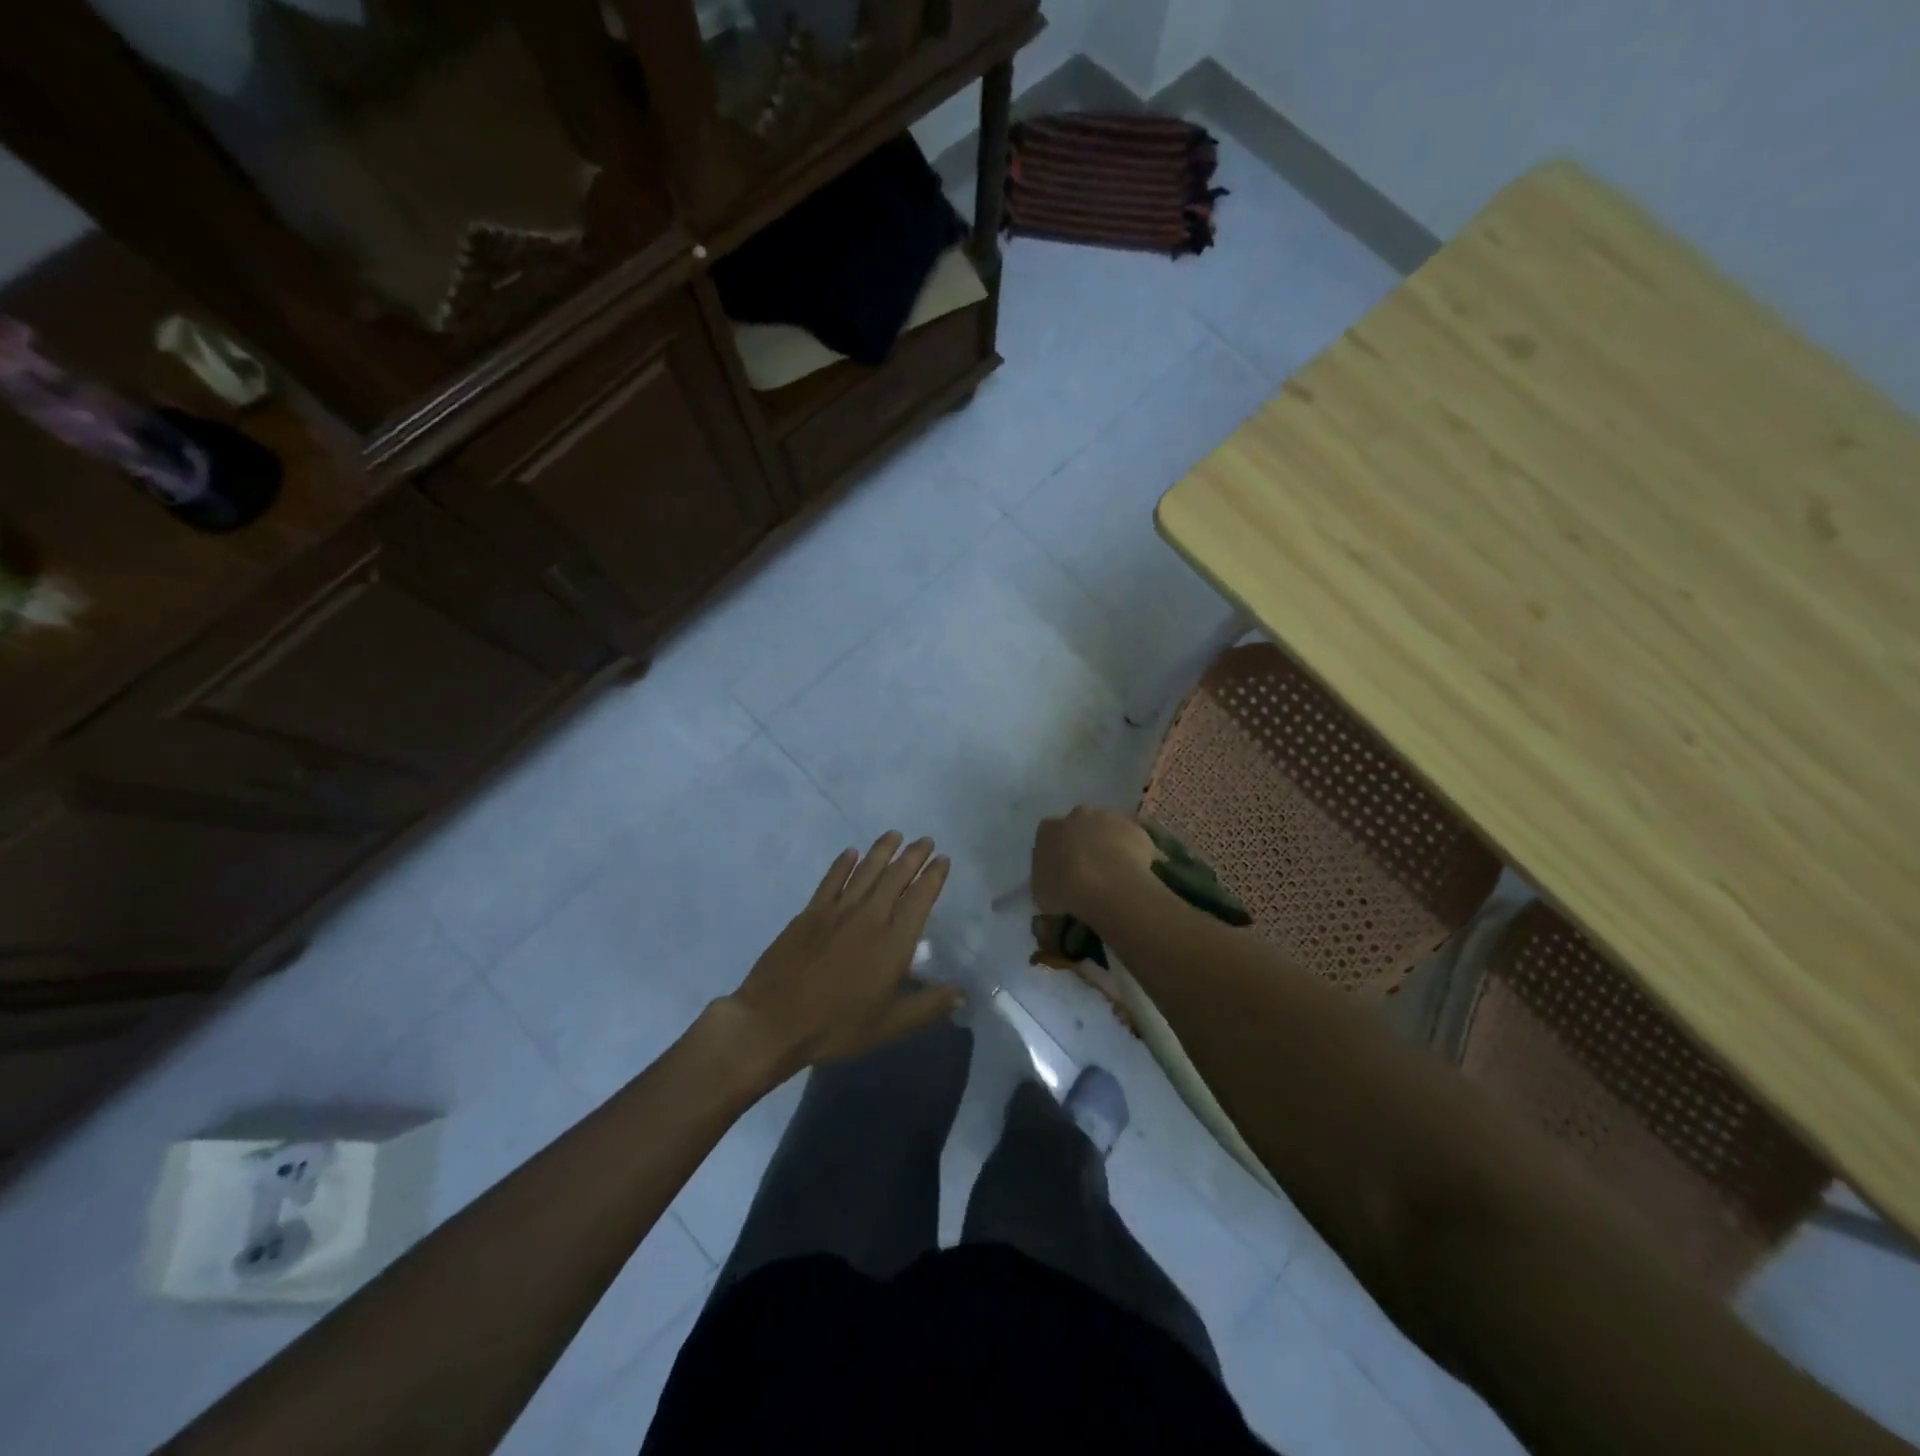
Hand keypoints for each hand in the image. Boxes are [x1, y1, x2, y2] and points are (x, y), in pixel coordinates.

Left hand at [720, 833, 958, 1082]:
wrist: (774, 1021)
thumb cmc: (837, 1026)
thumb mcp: (890, 1024)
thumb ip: (928, 1006)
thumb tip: (962, 994)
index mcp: (893, 942)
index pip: (920, 899)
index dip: (933, 877)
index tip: (943, 859)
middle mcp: (870, 917)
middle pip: (895, 877)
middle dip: (913, 856)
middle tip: (925, 840)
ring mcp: (837, 911)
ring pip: (866, 871)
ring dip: (882, 850)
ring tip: (895, 834)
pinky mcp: (810, 913)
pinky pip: (831, 880)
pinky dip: (843, 863)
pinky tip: (851, 852)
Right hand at [1031, 805, 1160, 922]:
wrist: (1105, 884)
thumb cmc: (1064, 889)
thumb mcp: (1041, 892)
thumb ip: (1045, 879)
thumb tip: (1053, 880)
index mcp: (1049, 829)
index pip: (1050, 835)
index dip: (1058, 851)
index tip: (1063, 869)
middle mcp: (1078, 815)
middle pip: (1081, 825)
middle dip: (1085, 841)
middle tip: (1090, 868)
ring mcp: (1109, 817)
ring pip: (1109, 829)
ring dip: (1110, 845)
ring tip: (1115, 874)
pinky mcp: (1135, 828)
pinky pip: (1134, 840)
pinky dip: (1135, 853)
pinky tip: (1134, 874)